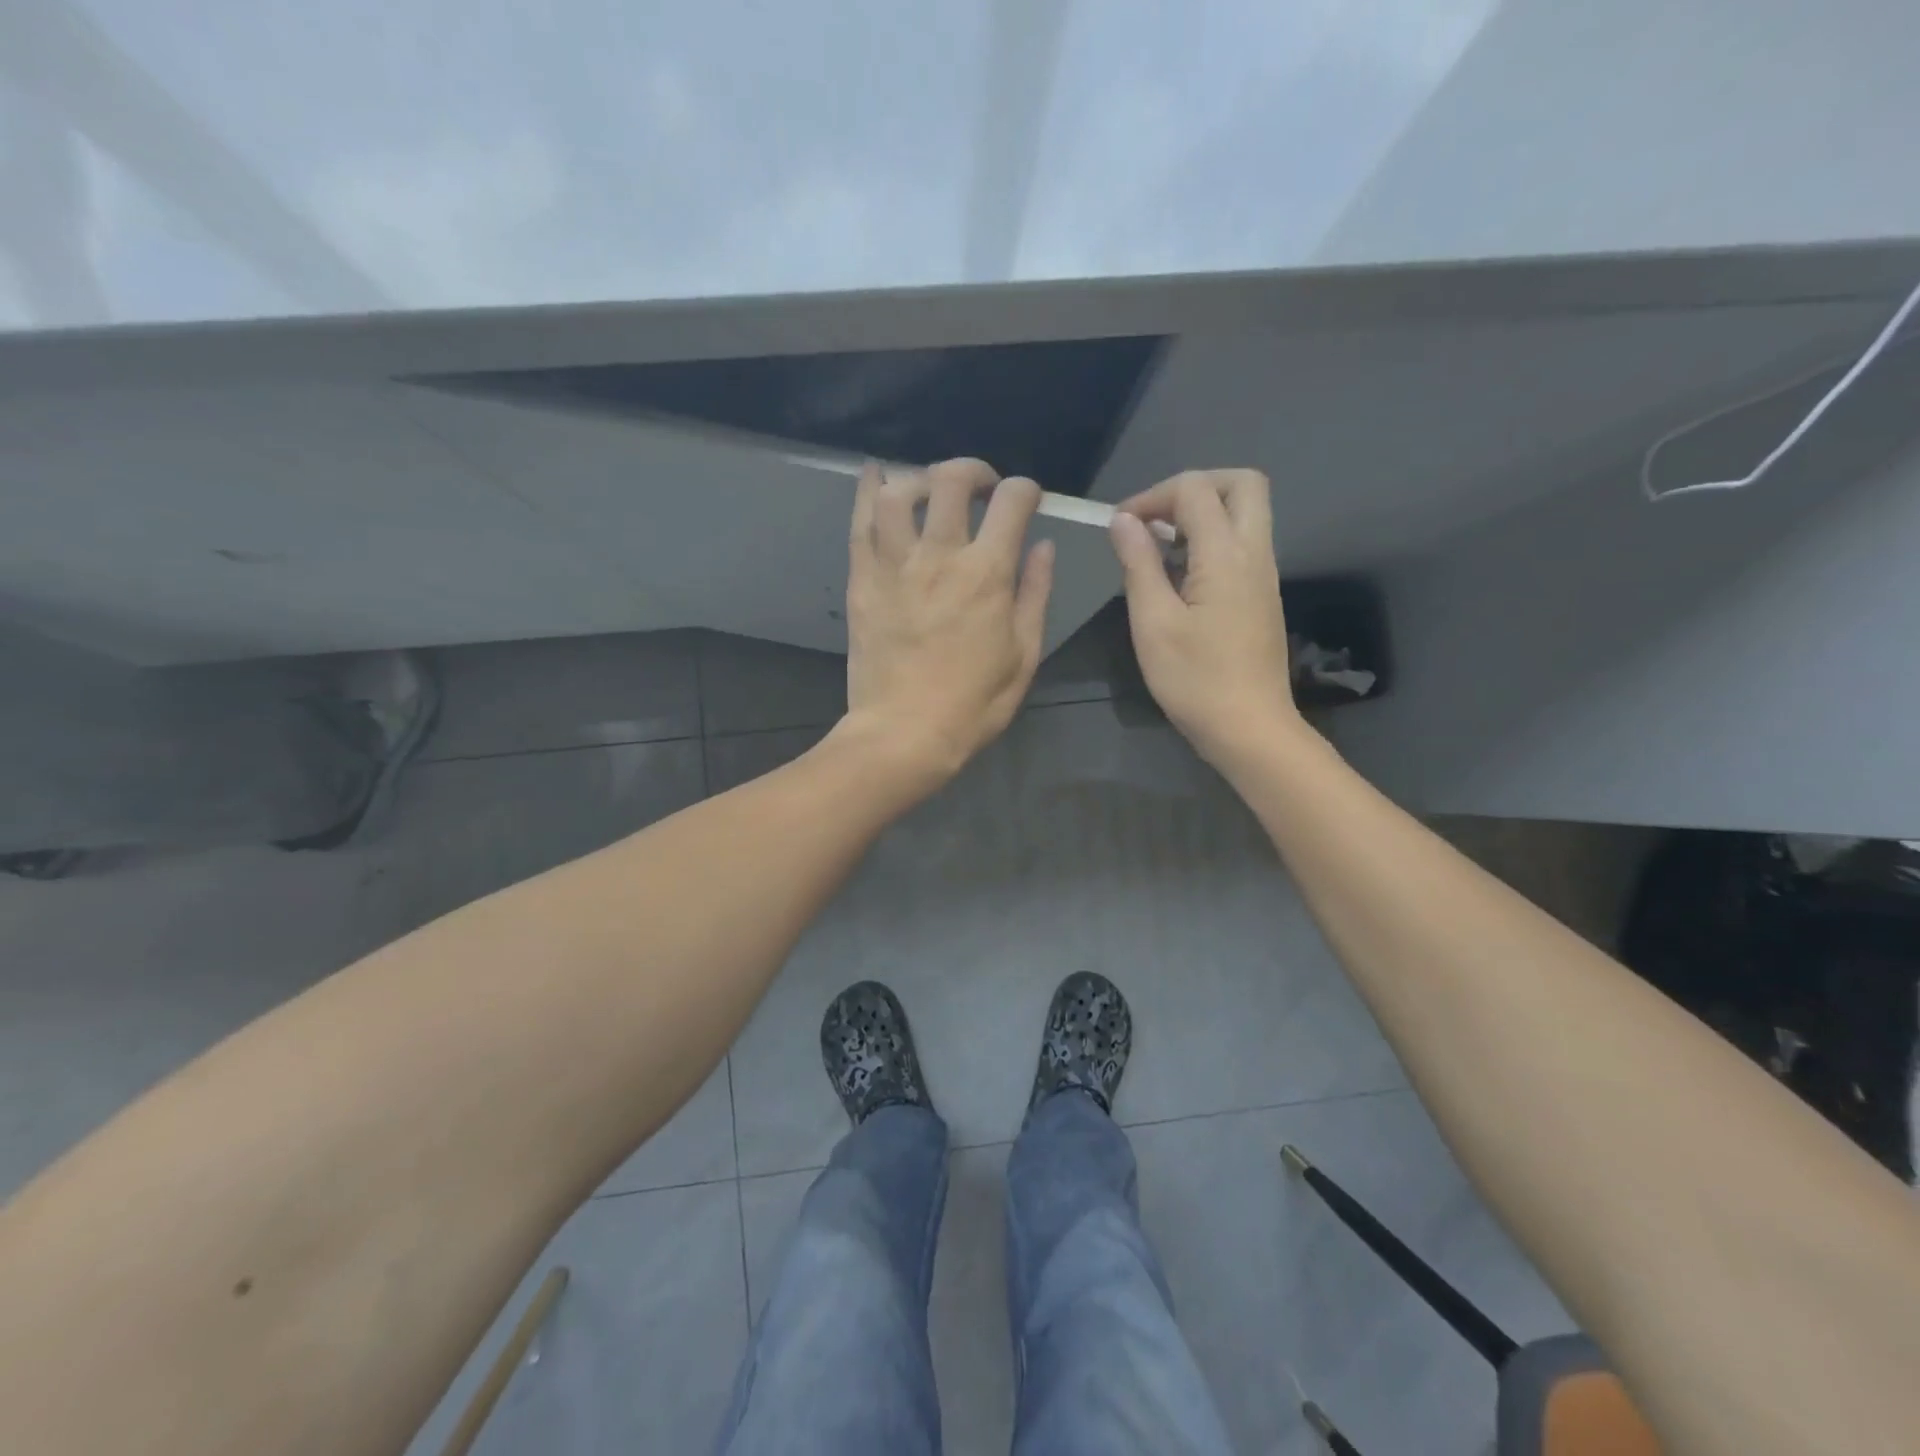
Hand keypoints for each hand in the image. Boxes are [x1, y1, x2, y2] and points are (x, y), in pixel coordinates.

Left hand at [840, 458, 1053, 787]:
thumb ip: (1035, 594)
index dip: (1024, 490)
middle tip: (981, 488)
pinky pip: (860, 523)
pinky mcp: (863, 581)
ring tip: (931, 491)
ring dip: (920, 478)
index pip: (1011, 501)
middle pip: (951, 481)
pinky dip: (868, 491)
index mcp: (987, 574)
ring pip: (899, 493)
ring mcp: (895, 566)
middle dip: (973, 471)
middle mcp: (939, 556)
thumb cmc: (973, 703)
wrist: (904, 733)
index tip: (1026, 501)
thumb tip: (1044, 546)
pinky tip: (875, 475)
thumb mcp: (1023, 654)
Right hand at [1109, 469, 1304, 766]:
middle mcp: (1255, 552)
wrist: (1249, 727)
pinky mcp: (1262, 594)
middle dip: (1193, 487)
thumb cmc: (1195, 680)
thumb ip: (1139, 564)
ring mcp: (1264, 573)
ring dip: (1202, 513)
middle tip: (1155, 519)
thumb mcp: (1153, 623)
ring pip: (1245, 512)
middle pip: (1241, 483)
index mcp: (1227, 555)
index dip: (1152, 496)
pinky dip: (1211, 539)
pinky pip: (1242, 542)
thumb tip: (1123, 521)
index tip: (1119, 526)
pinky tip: (1178, 575)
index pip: (1195, 489)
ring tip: (1159, 548)